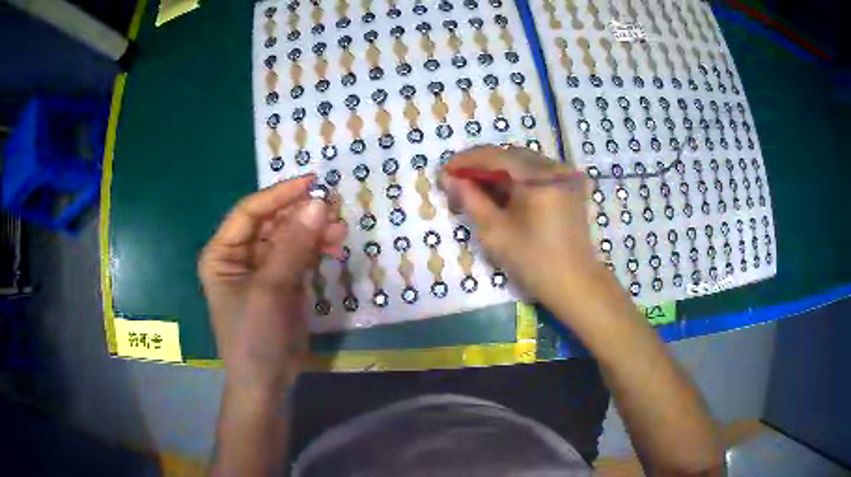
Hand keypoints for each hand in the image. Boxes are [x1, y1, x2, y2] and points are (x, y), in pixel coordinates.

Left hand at [198, 175, 346, 393]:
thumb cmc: (255, 337)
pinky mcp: (282, 283)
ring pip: (289, 238)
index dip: (279, 195)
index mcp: (222, 253)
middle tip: (333, 207)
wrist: (267, 383)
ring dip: (313, 231)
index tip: (312, 182)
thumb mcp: (270, 289)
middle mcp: (240, 256)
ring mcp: (263, 270)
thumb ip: (293, 245)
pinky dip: (316, 249)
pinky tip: (335, 245)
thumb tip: (319, 203)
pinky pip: (299, 256)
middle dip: (301, 215)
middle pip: (272, 222)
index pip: (250, 212)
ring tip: (340, 229)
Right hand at [441, 145, 601, 303]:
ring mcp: (564, 176)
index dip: (466, 161)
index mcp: (539, 177)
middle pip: (510, 156)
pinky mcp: (568, 187)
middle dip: (481, 166)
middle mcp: (554, 168)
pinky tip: (500, 194)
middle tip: (457, 182)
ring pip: (522, 164)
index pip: (495, 156)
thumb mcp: (495, 231)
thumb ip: (470, 199)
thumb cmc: (533, 261)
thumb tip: (449, 178)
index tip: (444, 171)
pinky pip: (536, 174)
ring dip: (497, 173)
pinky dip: (515, 180)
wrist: (574, 284)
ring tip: (475, 189)